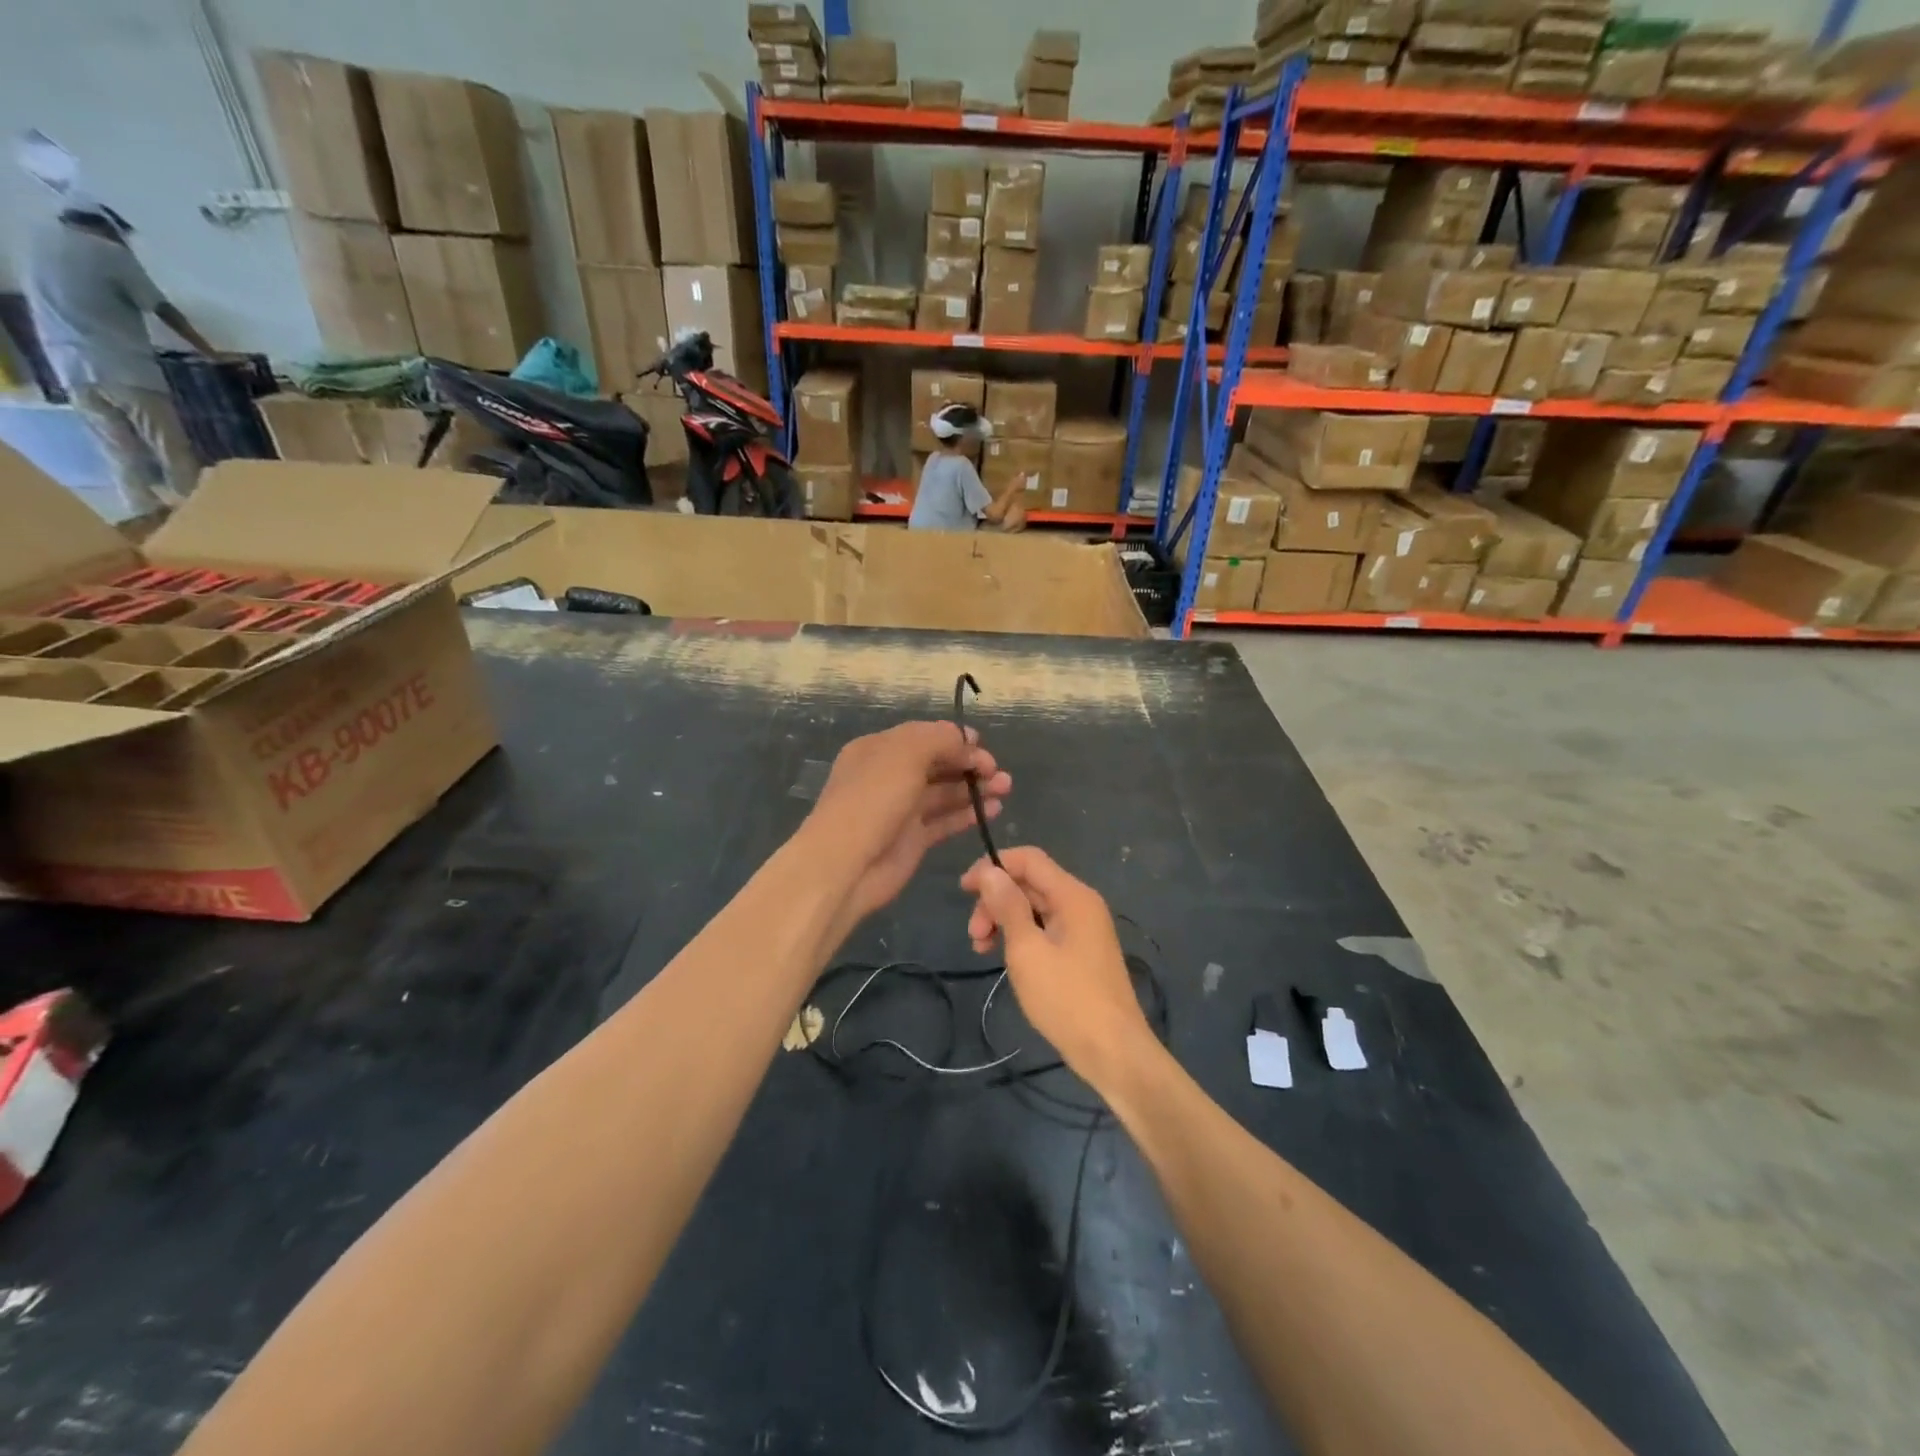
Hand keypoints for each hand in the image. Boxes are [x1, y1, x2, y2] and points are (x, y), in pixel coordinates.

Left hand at [805, 721, 1010, 930]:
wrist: (846, 864)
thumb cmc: (873, 799)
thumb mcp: (905, 754)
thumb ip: (939, 739)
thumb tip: (966, 740)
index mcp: (879, 750)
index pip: (923, 736)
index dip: (954, 739)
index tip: (983, 746)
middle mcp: (889, 776)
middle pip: (936, 764)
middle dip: (968, 764)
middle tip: (998, 772)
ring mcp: (901, 810)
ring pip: (944, 793)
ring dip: (974, 788)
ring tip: (1005, 788)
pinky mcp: (913, 840)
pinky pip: (945, 821)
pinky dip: (967, 814)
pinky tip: (992, 809)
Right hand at [961, 847, 1151, 1088]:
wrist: (1113, 1052)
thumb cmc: (1067, 999)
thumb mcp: (1027, 950)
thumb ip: (1008, 906)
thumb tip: (990, 871)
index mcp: (1073, 896)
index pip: (1028, 859)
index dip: (993, 866)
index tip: (964, 889)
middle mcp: (1081, 904)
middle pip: (1030, 883)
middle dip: (996, 901)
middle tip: (974, 934)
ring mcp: (1083, 930)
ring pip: (1034, 908)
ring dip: (1004, 920)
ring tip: (982, 950)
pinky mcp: (1080, 953)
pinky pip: (1044, 929)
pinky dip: (1020, 937)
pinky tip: (1005, 959)